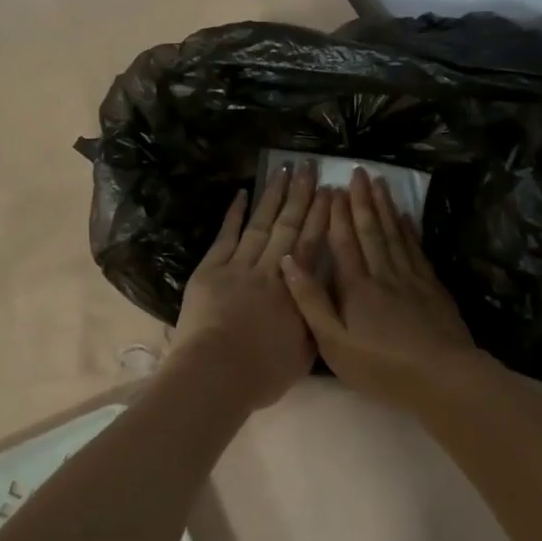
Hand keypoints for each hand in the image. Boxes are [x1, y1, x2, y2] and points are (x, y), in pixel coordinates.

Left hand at [170, 159, 330, 410]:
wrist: (215, 374)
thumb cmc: (262, 372)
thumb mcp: (304, 351)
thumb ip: (314, 317)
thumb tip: (324, 294)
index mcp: (294, 290)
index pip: (311, 244)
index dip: (322, 217)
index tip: (332, 192)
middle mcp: (268, 270)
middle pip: (288, 226)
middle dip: (301, 195)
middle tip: (311, 167)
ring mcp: (237, 266)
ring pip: (260, 224)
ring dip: (273, 195)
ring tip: (284, 169)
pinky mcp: (210, 270)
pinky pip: (225, 236)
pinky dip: (234, 214)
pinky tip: (242, 193)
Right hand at [279, 168, 498, 414]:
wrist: (442, 376)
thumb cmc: (381, 367)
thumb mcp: (334, 343)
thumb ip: (311, 302)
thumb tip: (288, 262)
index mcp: (356, 287)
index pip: (344, 243)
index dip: (337, 215)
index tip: (333, 188)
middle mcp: (383, 274)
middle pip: (371, 230)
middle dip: (363, 200)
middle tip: (359, 172)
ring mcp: (412, 278)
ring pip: (396, 234)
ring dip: (386, 207)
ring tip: (380, 182)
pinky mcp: (433, 288)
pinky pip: (417, 250)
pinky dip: (410, 231)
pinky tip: (407, 218)